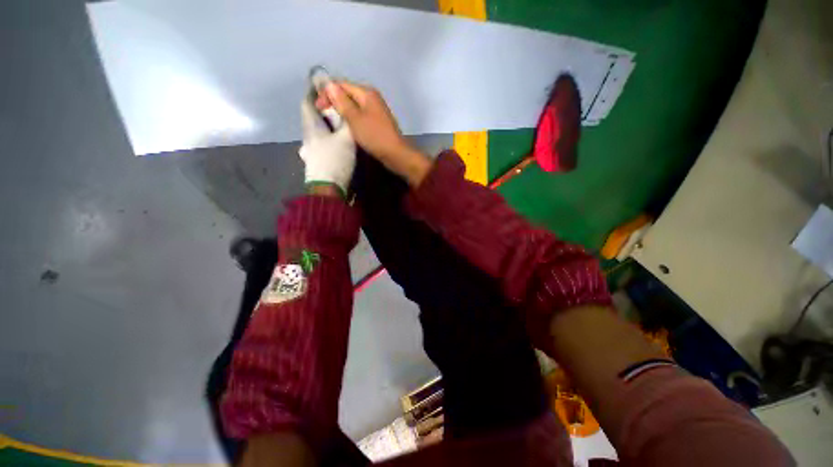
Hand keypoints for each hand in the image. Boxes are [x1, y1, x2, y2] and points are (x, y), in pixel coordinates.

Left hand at [299, 97, 355, 195]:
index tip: (324, 88)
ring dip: (326, 128)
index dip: (314, 93)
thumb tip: (345, 110)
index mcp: (311, 127)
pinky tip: (337, 145)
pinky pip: (320, 145)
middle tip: (339, 110)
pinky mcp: (314, 163)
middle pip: (312, 119)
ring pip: (317, 133)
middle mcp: (306, 137)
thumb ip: (347, 122)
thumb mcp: (346, 138)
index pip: (307, 103)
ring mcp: (308, 152)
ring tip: (340, 128)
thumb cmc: (335, 159)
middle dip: (324, 112)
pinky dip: (328, 141)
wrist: (328, 188)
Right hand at [319, 81, 408, 160]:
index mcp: (366, 92)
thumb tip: (328, 84)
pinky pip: (360, 115)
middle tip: (323, 115)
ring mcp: (375, 109)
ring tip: (333, 121)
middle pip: (347, 93)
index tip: (318, 108)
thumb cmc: (374, 136)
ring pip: (353, 105)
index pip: (341, 84)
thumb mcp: (355, 118)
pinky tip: (347, 126)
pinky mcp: (377, 121)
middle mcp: (372, 97)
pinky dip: (351, 118)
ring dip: (342, 111)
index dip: (327, 93)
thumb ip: (341, 101)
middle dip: (334, 101)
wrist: (395, 153)